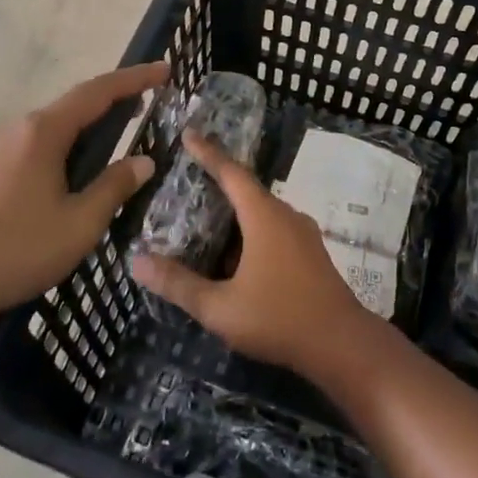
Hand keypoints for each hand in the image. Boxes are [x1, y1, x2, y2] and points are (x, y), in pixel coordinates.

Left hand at [0, 62, 166, 319]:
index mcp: (44, 132)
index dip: (135, 78)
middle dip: (112, 101)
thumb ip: (114, 187)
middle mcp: (19, 130)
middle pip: (74, 104)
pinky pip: (36, 145)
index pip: (98, 92)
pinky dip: (66, 145)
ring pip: (53, 127)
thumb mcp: (80, 223)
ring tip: (116, 137)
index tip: (164, 69)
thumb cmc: (17, 248)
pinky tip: (73, 171)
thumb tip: (143, 161)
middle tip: (146, 104)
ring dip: (88, 125)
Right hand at [131, 130, 378, 375]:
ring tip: (206, 222)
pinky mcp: (311, 253)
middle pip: (247, 190)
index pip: (231, 172)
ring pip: (262, 213)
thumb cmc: (278, 318)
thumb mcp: (219, 307)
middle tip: (189, 181)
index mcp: (263, 216)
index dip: (208, 152)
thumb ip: (178, 284)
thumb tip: (136, 261)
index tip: (189, 134)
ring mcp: (302, 234)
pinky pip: (275, 229)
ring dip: (235, 214)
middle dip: (218, 183)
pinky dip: (251, 232)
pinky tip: (235, 258)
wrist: (341, 343)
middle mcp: (285, 215)